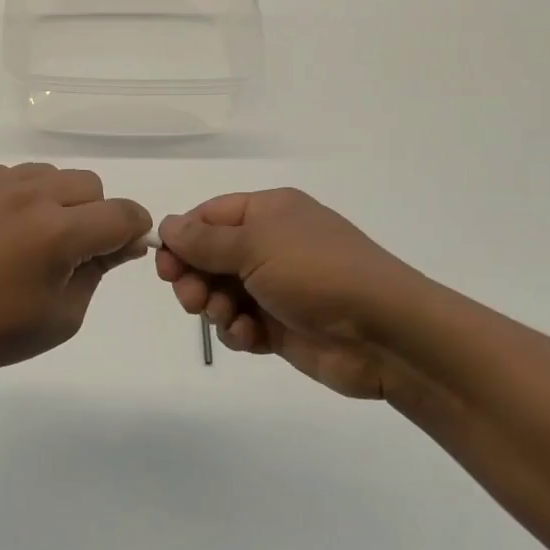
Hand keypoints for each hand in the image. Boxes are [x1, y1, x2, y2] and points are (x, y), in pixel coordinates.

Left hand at [0, 163, 152, 376]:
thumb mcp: (63, 316)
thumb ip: (100, 269)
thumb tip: (124, 240)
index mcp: (58, 233)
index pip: (122, 213)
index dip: (132, 229)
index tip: (120, 247)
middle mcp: (29, 195)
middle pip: (89, 184)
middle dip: (92, 214)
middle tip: (67, 249)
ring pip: (49, 174)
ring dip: (54, 201)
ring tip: (27, 237)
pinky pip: (10, 174)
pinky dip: (16, 196)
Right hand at [156, 189, 430, 399]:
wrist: (385, 334)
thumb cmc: (317, 273)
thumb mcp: (255, 246)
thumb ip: (204, 240)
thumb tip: (166, 224)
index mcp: (268, 213)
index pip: (207, 216)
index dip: (181, 239)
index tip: (164, 267)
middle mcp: (270, 245)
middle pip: (209, 256)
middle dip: (194, 278)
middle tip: (190, 300)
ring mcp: (276, 286)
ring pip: (221, 293)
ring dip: (215, 307)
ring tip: (229, 319)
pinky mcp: (281, 325)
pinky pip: (241, 323)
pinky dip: (238, 331)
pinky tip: (250, 337)